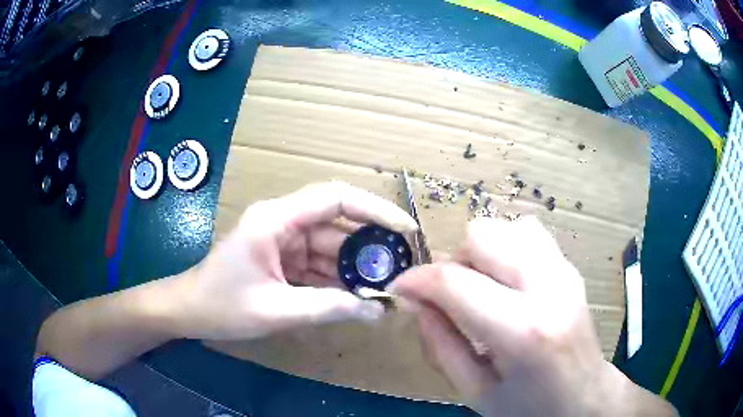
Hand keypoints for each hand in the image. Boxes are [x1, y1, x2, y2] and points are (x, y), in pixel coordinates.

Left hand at [172, 181, 417, 340]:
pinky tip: (357, 297)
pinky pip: (318, 263)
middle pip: (337, 224)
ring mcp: (283, 239)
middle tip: (400, 270)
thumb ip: (328, 308)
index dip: (375, 209)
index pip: (334, 198)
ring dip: (354, 268)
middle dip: (368, 248)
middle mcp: (282, 221)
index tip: (405, 229)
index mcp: (275, 220)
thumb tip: (377, 310)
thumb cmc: (221, 306)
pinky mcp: (283, 257)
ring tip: (385, 288)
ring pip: (330, 246)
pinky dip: (337, 279)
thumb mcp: (275, 310)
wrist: (189, 311)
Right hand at [391, 217, 676, 415]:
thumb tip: (417, 303)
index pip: (455, 282)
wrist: (584, 397)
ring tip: (483, 289)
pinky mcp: (570, 266)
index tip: (401, 289)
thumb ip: (440, 345)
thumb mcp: (474, 391)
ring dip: (482, 253)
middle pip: (482, 235)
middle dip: (455, 261)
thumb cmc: (528, 407)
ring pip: (506, 226)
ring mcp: (564, 271)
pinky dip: (507, 248)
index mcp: (522, 330)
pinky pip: (529, 232)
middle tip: (453, 296)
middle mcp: (548, 287)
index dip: (417, 279)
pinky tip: (508, 281)